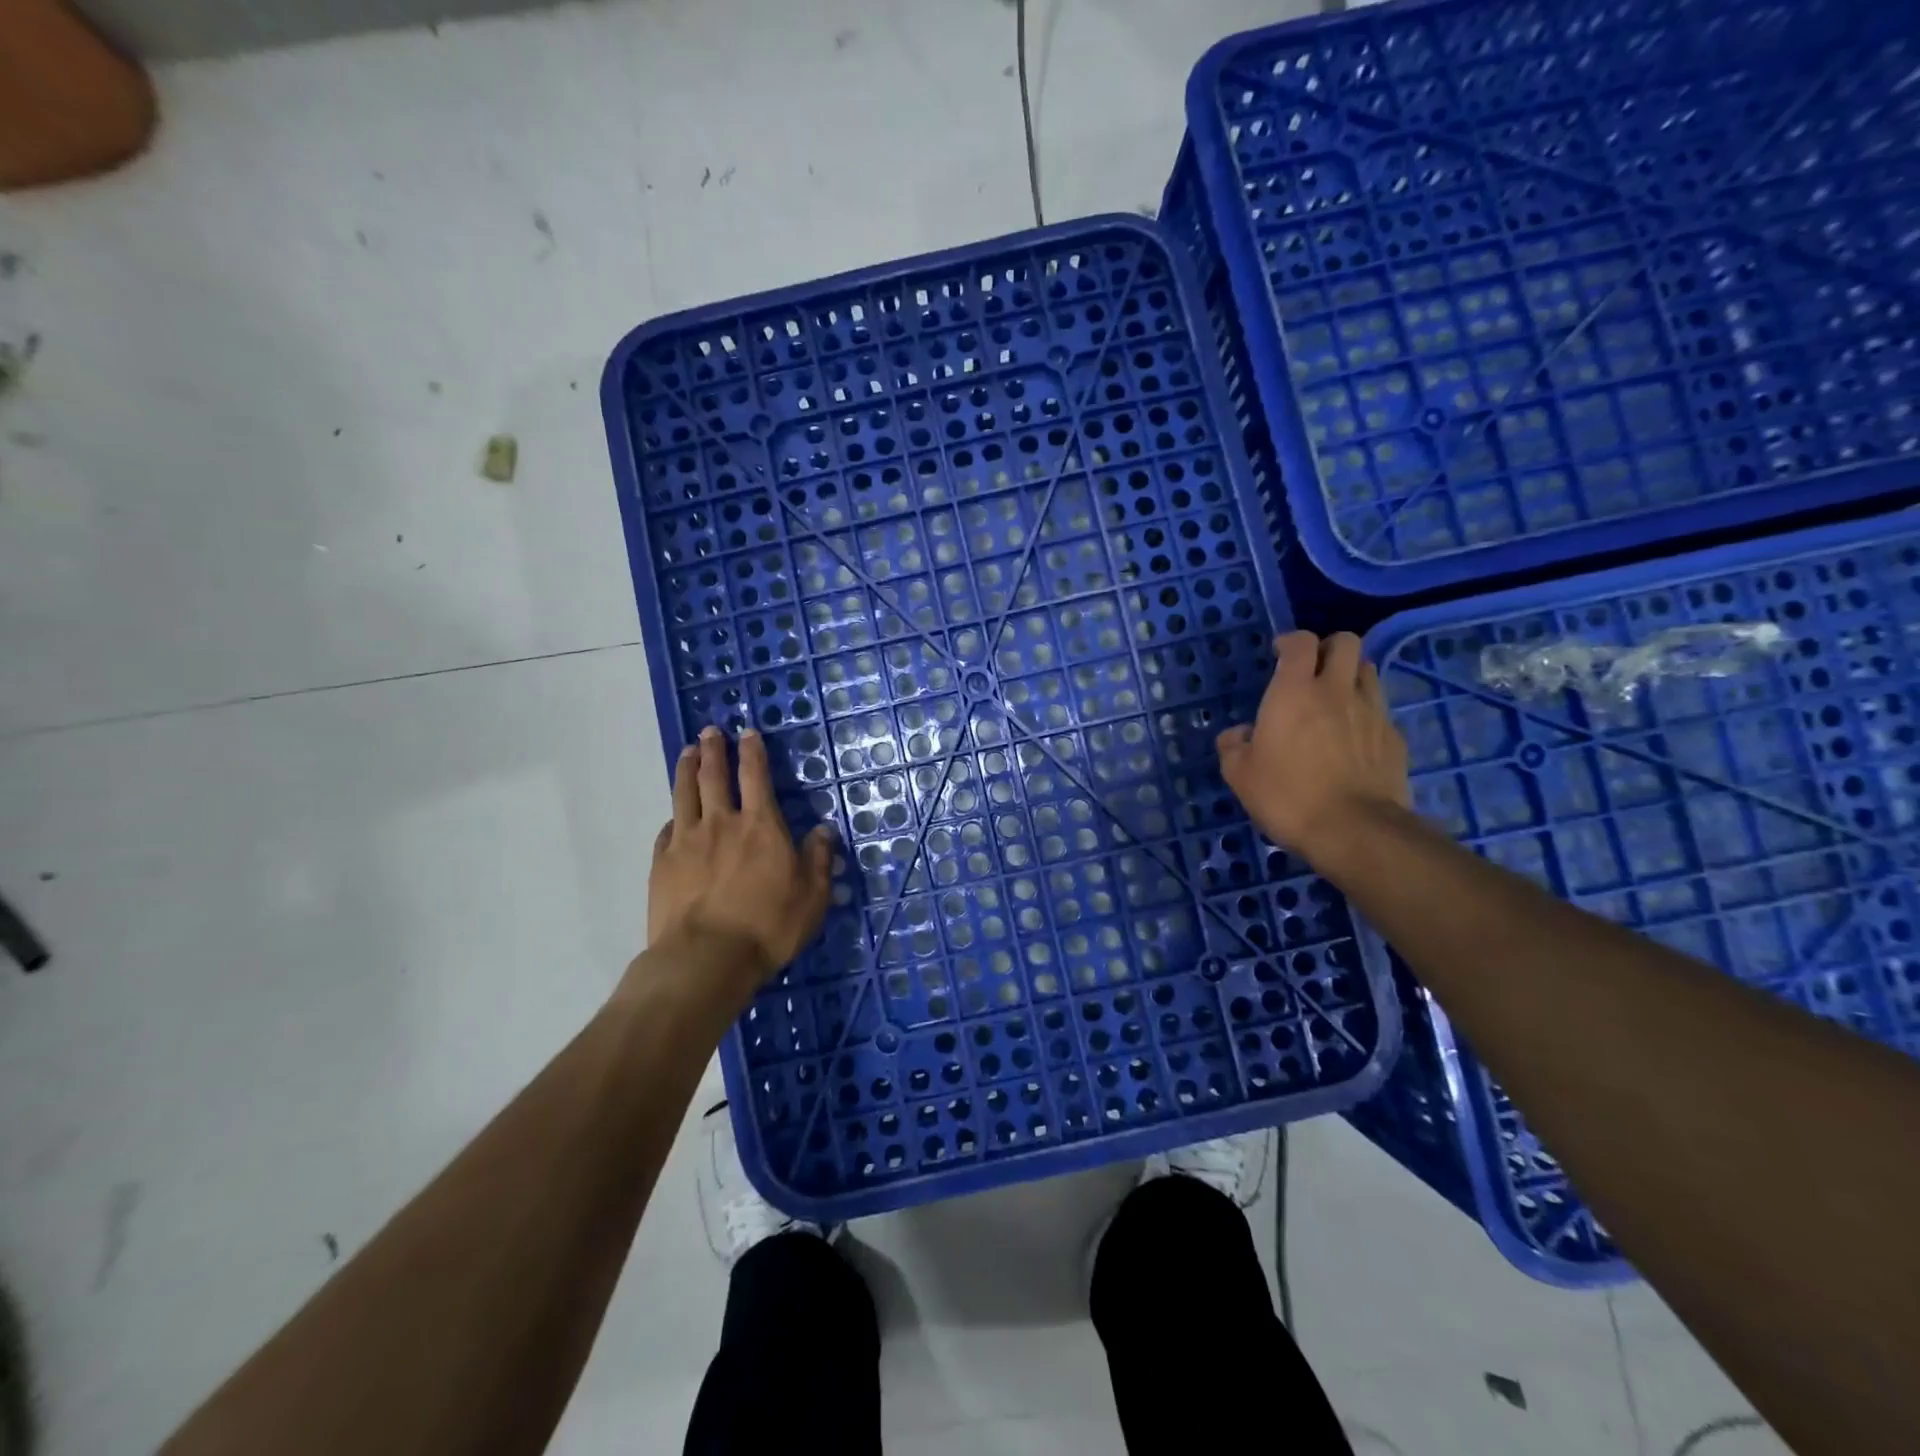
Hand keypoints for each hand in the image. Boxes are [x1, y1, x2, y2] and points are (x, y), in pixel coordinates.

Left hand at [644, 726, 835, 994]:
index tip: (747, 732)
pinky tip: (673, 816)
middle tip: (710, 732)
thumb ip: (818, 859)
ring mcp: (687, 841)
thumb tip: (824, 830)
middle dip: (714, 750)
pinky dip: (673, 817)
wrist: (706, 958)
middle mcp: (722, 823)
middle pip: (714, 776)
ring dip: (687, 769)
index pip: (756, 776)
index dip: (752, 751)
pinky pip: (667, 830)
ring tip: (688, 753)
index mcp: (761, 825)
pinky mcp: (663, 864)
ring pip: (685, 794)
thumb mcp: (811, 896)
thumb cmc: (768, 926)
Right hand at [1217, 630, 1410, 863]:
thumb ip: (1233, 746)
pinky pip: (1380, 711)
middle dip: (1329, 648)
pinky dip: (1367, 714)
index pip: (1301, 642)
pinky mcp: (1394, 738)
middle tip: (1313, 669)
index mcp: (1295, 692)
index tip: (1279, 653)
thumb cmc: (1287, 795)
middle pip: (1347, 642)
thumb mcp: (1240, 775)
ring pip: (1368, 671)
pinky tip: (1354, 739)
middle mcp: (1337, 691)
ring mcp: (1373, 712)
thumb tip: (1239, 734)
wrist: (1354, 830)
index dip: (1290, 641)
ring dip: (1351, 676)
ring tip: (1335, 699)